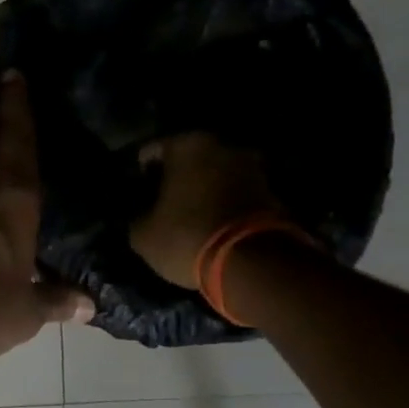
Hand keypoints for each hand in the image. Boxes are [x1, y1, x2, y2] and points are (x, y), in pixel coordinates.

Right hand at [130, 132, 288, 287]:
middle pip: (188, 159)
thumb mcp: (143, 234)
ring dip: (203, 190)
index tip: (137, 193)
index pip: (151, 151)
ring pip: (215, 175)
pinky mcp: (271, 192)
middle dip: (176, 178)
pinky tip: (212, 225)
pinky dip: (224, 204)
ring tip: (189, 216)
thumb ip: (139, 215)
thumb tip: (142, 214)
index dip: (140, 173)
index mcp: (186, 145)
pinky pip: (236, 193)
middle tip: (162, 203)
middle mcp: (222, 145)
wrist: (252, 262)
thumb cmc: (187, 236)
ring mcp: (252, 167)